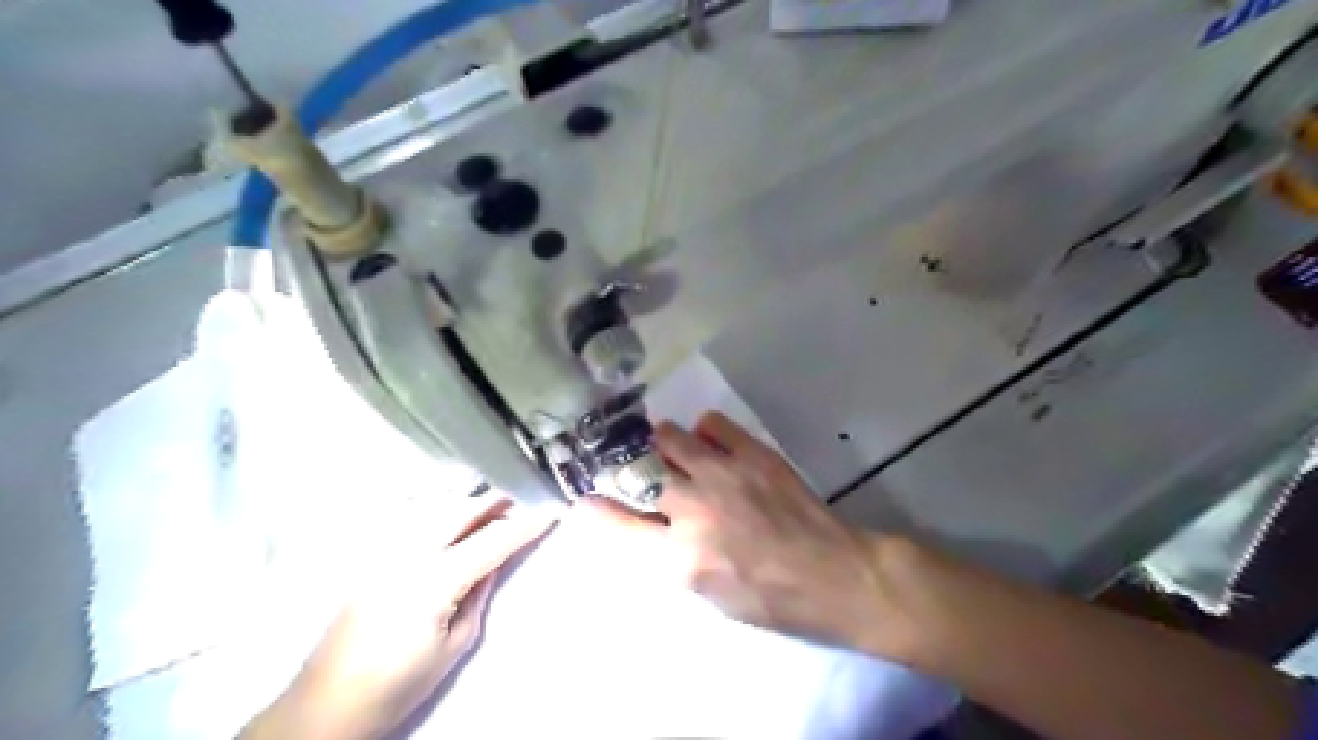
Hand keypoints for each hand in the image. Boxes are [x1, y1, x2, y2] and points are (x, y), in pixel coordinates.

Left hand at [240, 496, 551, 739]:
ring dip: (467, 501)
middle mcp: (406, 556)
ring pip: (433, 507)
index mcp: (433, 581)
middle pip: (459, 509)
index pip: (490, 541)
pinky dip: (437, 509)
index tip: (551, 512)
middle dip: (494, 500)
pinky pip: (410, 518)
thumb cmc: (397, 686)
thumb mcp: (455, 645)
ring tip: (491, 506)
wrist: (326, 707)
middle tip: (522, 499)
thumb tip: (494, 562)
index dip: (524, 526)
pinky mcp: (369, 559)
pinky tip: (449, 515)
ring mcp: (383, 553)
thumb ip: (478, 594)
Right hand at [585, 410, 920, 657]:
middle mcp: (695, 510)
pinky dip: (704, 431)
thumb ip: (669, 557)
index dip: (596, 510)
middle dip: (629, 468)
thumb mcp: (709, 594)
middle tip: (635, 468)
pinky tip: (711, 444)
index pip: (620, 526)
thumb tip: (644, 524)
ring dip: (664, 444)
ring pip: (669, 437)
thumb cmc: (770, 599)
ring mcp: (725, 476)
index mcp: (681, 558)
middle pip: (638, 471)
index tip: (582, 498)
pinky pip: (712, 423)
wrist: (833, 575)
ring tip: (674, 452)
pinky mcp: (754, 455)